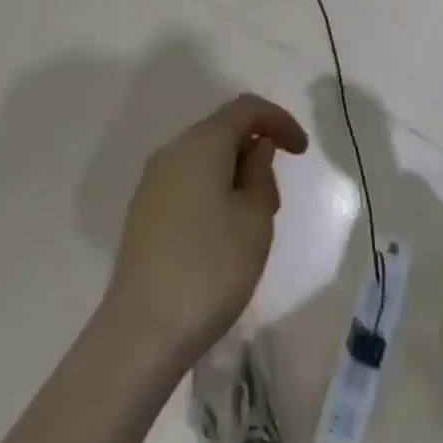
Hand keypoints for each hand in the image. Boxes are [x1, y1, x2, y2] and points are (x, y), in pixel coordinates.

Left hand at [104, 94, 308, 369]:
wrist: (140, 335)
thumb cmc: (210, 269)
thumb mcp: (255, 219)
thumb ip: (261, 173)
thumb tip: (255, 150)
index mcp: (202, 142)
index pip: (247, 108)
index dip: (279, 120)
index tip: (302, 151)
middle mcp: (173, 151)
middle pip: (223, 131)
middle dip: (256, 151)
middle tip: (276, 199)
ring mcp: (153, 183)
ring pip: (205, 159)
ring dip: (234, 175)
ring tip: (252, 222)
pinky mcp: (143, 214)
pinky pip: (187, 183)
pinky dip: (212, 192)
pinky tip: (221, 235)